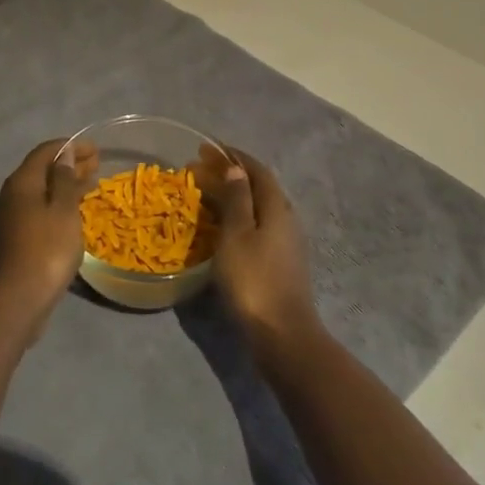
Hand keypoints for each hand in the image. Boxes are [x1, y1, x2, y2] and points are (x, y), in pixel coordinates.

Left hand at [0, 138, 97, 338]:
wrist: (6, 308)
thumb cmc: (44, 254)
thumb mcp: (63, 214)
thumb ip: (64, 181)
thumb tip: (63, 155)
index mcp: (19, 185)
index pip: (44, 152)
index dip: (69, 147)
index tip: (93, 150)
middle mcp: (2, 200)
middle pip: (36, 176)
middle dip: (65, 170)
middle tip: (93, 170)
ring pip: (29, 201)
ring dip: (55, 195)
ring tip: (79, 199)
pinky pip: (23, 223)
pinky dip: (43, 217)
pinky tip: (54, 229)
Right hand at [198, 146, 320, 360]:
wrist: (283, 335)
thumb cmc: (254, 280)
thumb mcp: (237, 235)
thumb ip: (237, 199)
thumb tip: (235, 168)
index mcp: (276, 207)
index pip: (256, 169)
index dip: (232, 156)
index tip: (206, 149)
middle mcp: (286, 219)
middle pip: (258, 186)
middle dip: (229, 174)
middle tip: (198, 170)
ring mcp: (286, 243)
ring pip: (257, 207)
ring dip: (233, 196)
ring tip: (205, 194)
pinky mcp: (281, 262)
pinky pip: (257, 225)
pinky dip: (238, 217)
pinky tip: (222, 227)